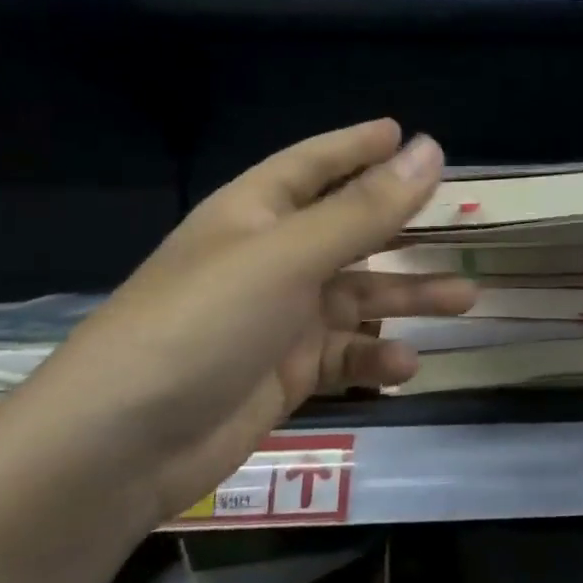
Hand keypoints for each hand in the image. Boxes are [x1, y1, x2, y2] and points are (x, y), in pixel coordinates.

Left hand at [0, 120, 473, 531]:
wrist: (118, 450)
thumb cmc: (202, 325)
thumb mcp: (289, 258)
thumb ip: (366, 208)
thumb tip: (431, 149)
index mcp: (255, 214)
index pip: (313, 164)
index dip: (356, 146)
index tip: (402, 132)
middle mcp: (269, 259)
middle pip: (349, 232)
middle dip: (402, 228)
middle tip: (459, 221)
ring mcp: (278, 319)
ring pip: (358, 297)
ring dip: (407, 298)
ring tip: (464, 301)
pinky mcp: (284, 374)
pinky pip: (345, 355)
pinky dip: (375, 357)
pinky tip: (403, 367)